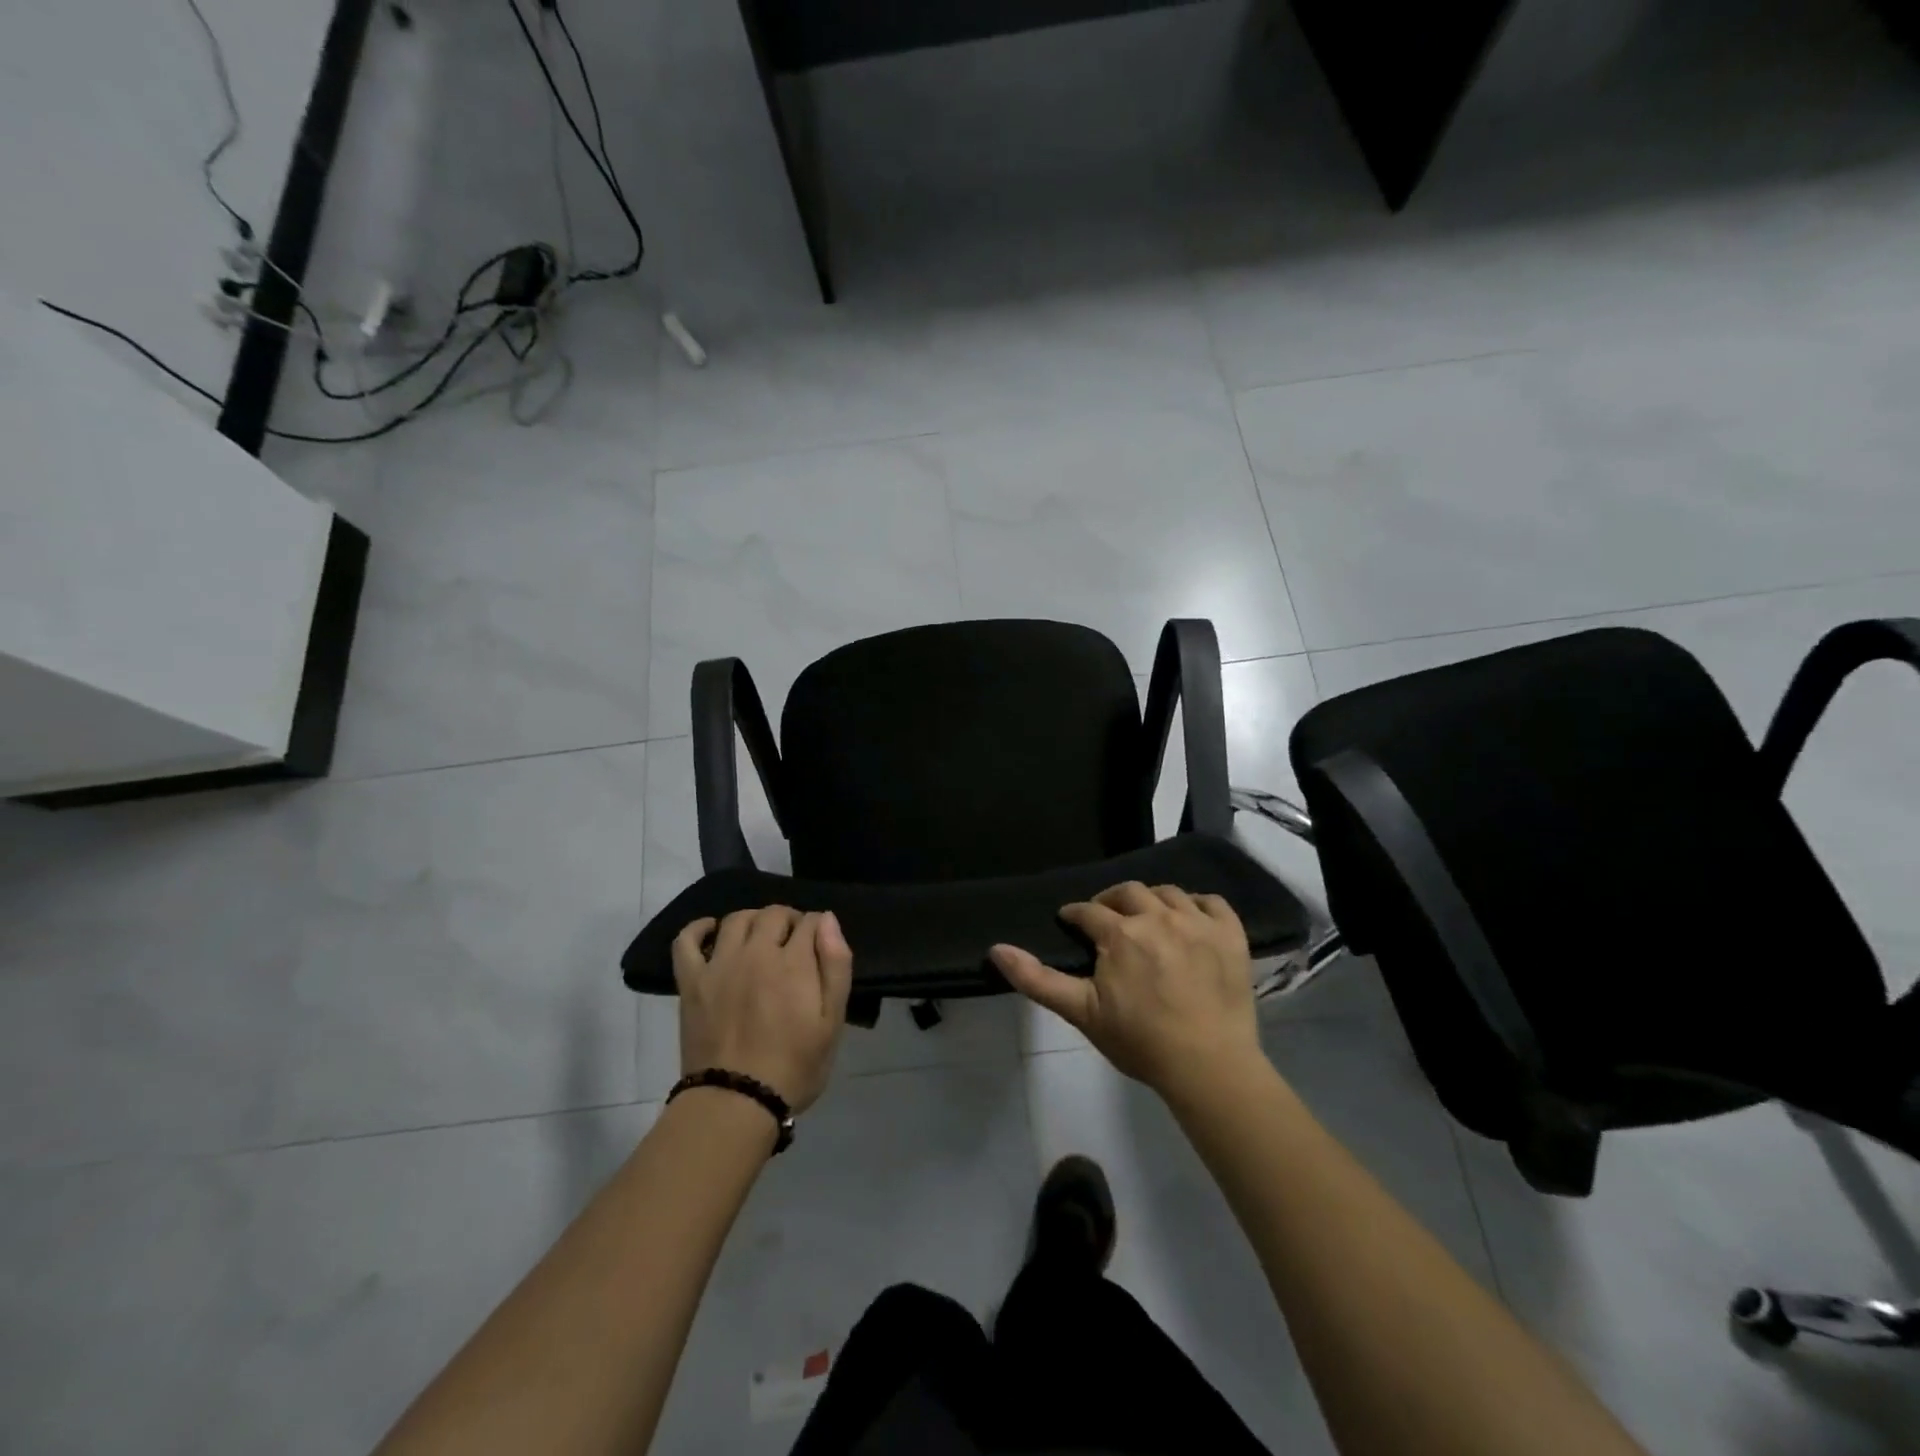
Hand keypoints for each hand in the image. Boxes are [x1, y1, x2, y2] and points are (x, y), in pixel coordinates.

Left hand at [673, 907, 852, 1112]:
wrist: (736, 1103)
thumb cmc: (794, 1066)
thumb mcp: (832, 1022)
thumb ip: (835, 966)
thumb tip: (827, 920)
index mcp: (793, 962)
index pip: (811, 921)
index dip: (819, 928)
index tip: (820, 947)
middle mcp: (756, 952)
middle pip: (774, 914)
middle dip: (790, 920)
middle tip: (794, 944)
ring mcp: (719, 965)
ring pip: (737, 919)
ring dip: (754, 920)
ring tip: (760, 939)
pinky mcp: (691, 982)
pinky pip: (686, 941)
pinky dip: (698, 928)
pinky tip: (711, 931)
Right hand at [991, 882, 1262, 1098]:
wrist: (1208, 1067)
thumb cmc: (1140, 1042)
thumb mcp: (1082, 1012)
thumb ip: (1037, 979)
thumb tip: (996, 949)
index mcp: (1120, 933)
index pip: (1089, 911)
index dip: (1076, 914)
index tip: (1071, 921)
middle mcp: (1158, 917)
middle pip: (1128, 892)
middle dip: (1111, 901)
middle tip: (1106, 918)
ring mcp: (1198, 923)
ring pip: (1168, 893)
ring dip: (1151, 900)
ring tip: (1146, 917)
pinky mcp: (1230, 935)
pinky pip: (1212, 902)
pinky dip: (1198, 904)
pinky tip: (1190, 918)